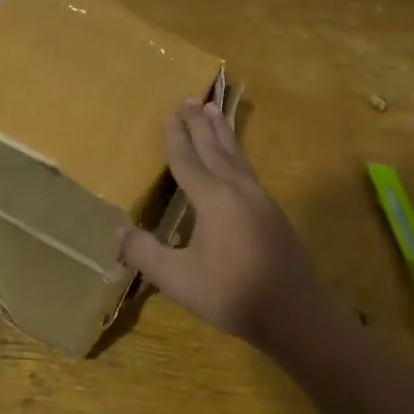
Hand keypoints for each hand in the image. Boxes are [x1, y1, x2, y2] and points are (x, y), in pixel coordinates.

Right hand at [118, 99, 326, 349]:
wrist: (295, 312)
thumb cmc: (232, 294)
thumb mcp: (178, 279)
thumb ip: (145, 253)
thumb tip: (119, 231)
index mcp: (214, 199)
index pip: (188, 161)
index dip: (176, 139)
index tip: (169, 116)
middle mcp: (238, 190)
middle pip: (215, 149)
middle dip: (200, 125)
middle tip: (190, 100)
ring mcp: (261, 199)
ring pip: (237, 156)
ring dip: (223, 133)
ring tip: (215, 111)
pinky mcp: (274, 213)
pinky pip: (249, 170)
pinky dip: (237, 154)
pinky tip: (237, 162)